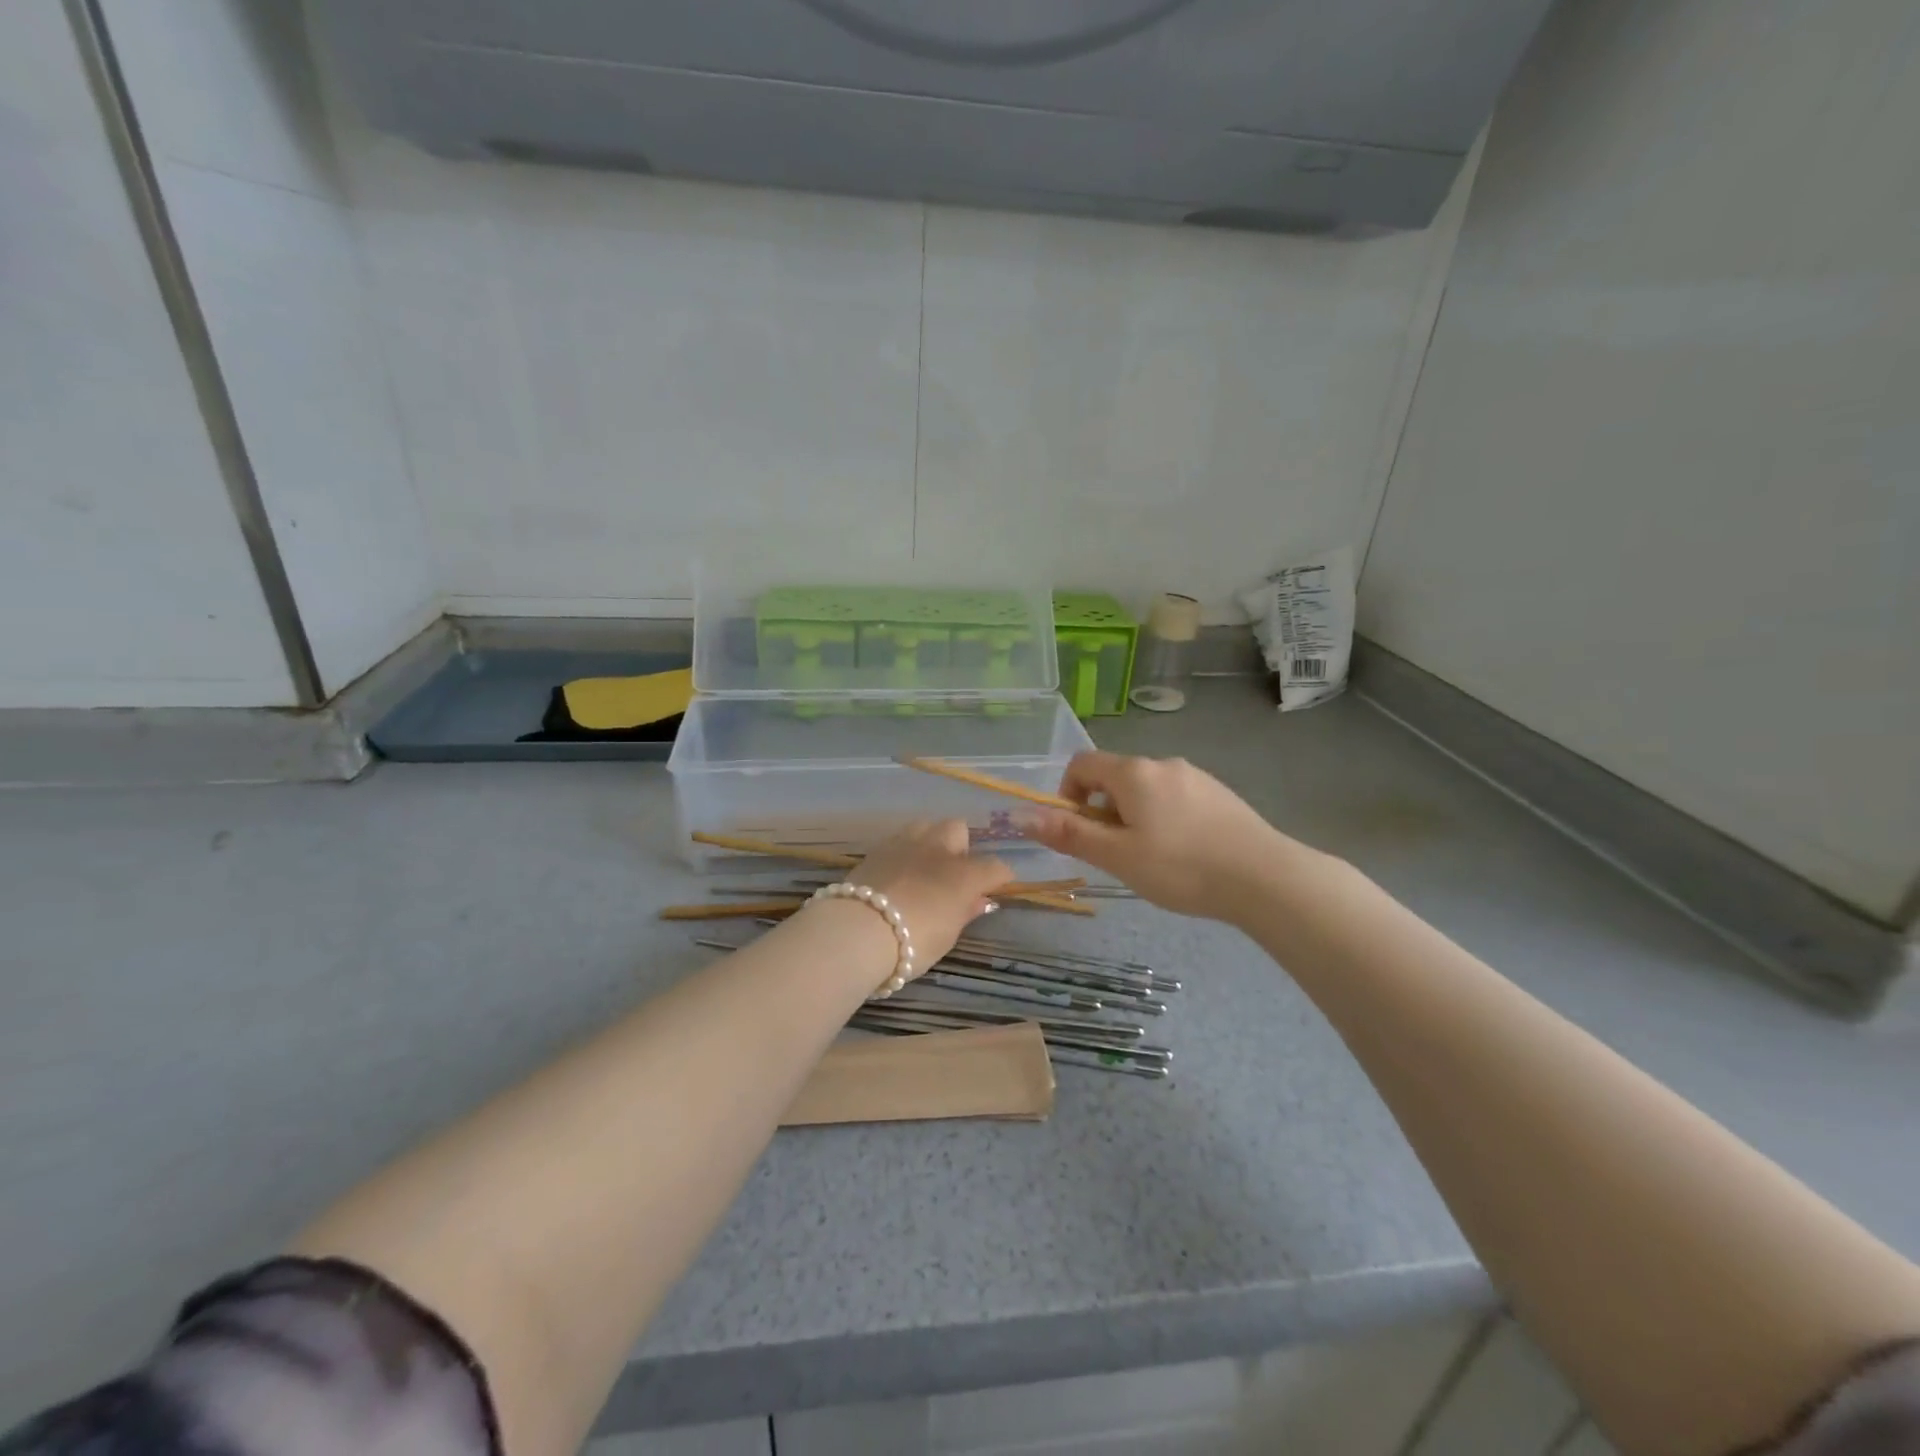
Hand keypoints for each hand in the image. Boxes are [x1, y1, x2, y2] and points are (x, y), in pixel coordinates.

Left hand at [842, 820, 1013, 979]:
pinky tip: (899, 873)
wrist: (858, 932)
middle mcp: (938, 849)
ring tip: (924, 868)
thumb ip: (965, 911)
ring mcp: (905, 844)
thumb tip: (979, 900)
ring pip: (927, 826)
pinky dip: (905, 852)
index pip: (995, 866)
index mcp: (964, 873)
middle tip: (953, 875)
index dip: (999, 878)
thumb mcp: (947, 935)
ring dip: (931, 843)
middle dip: (961, 847)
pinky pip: (900, 840)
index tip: (995, 890)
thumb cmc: (913, 942)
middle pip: (958, 830)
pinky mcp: (877, 849)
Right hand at [1023, 751, 1302, 921]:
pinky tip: (1184, 854)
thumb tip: (1021, 815)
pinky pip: (1175, 798)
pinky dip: (1164, 819)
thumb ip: (1070, 833)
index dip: (1067, 794)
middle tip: (1117, 854)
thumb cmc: (1181, 867)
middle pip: (1114, 777)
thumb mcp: (1117, 856)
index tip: (1080, 831)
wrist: (1265, 878)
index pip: (1082, 764)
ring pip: (1146, 790)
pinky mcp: (1219, 794)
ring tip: (1152, 859)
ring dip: (1134, 816)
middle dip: (1103, 811)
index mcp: (1133, 772)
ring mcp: (1195, 776)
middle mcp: (1163, 764)